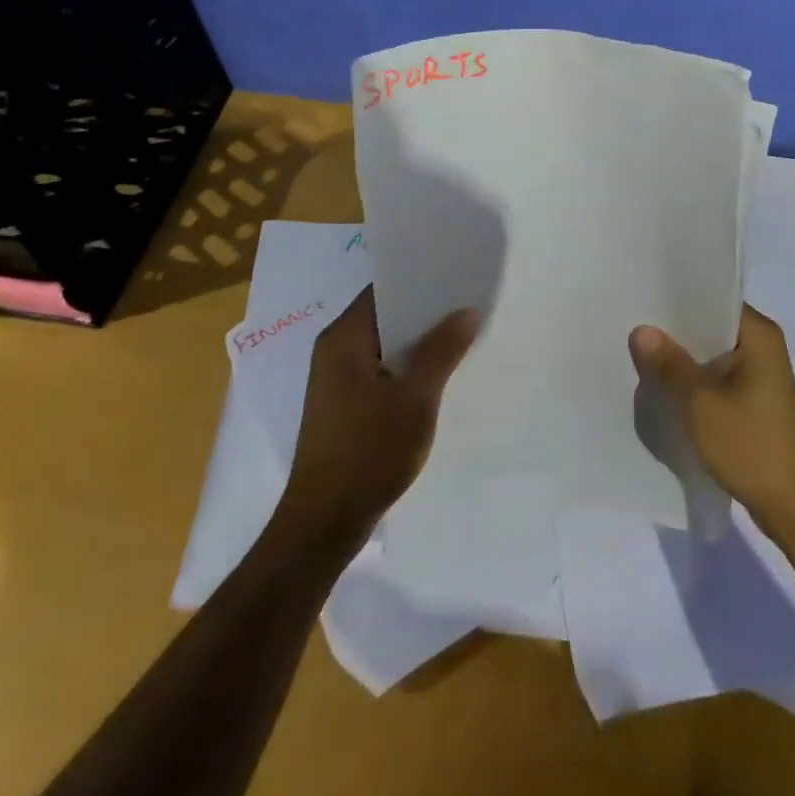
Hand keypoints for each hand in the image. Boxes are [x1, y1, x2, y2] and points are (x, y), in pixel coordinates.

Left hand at [282, 287, 479, 544]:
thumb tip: (467, 311)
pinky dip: (408, 365)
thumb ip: (441, 350)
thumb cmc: (368, 452)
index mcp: (344, 338)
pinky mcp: (345, 404)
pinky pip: (382, 368)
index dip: (419, 278)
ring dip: (419, 340)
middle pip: (386, 314)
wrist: (325, 523)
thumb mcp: (415, 398)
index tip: (457, 272)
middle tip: (470, 300)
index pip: (383, 289)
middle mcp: (335, 350)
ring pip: (386, 344)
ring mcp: (337, 379)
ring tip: (464, 331)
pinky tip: (440, 372)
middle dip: (426, 310)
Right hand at [628, 304, 794, 542]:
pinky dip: (694, 380)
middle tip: (631, 325)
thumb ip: (669, 364)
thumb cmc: (750, 445)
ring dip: (683, 358)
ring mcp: (760, 374)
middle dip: (675, 330)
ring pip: (711, 353)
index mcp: (758, 334)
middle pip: (711, 325)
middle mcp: (763, 346)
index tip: (642, 296)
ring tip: (640, 353)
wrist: (793, 507)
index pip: (714, 298)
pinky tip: (664, 386)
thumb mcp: (700, 403)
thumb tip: (641, 330)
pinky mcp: (754, 400)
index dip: (677, 298)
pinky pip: (717, 377)